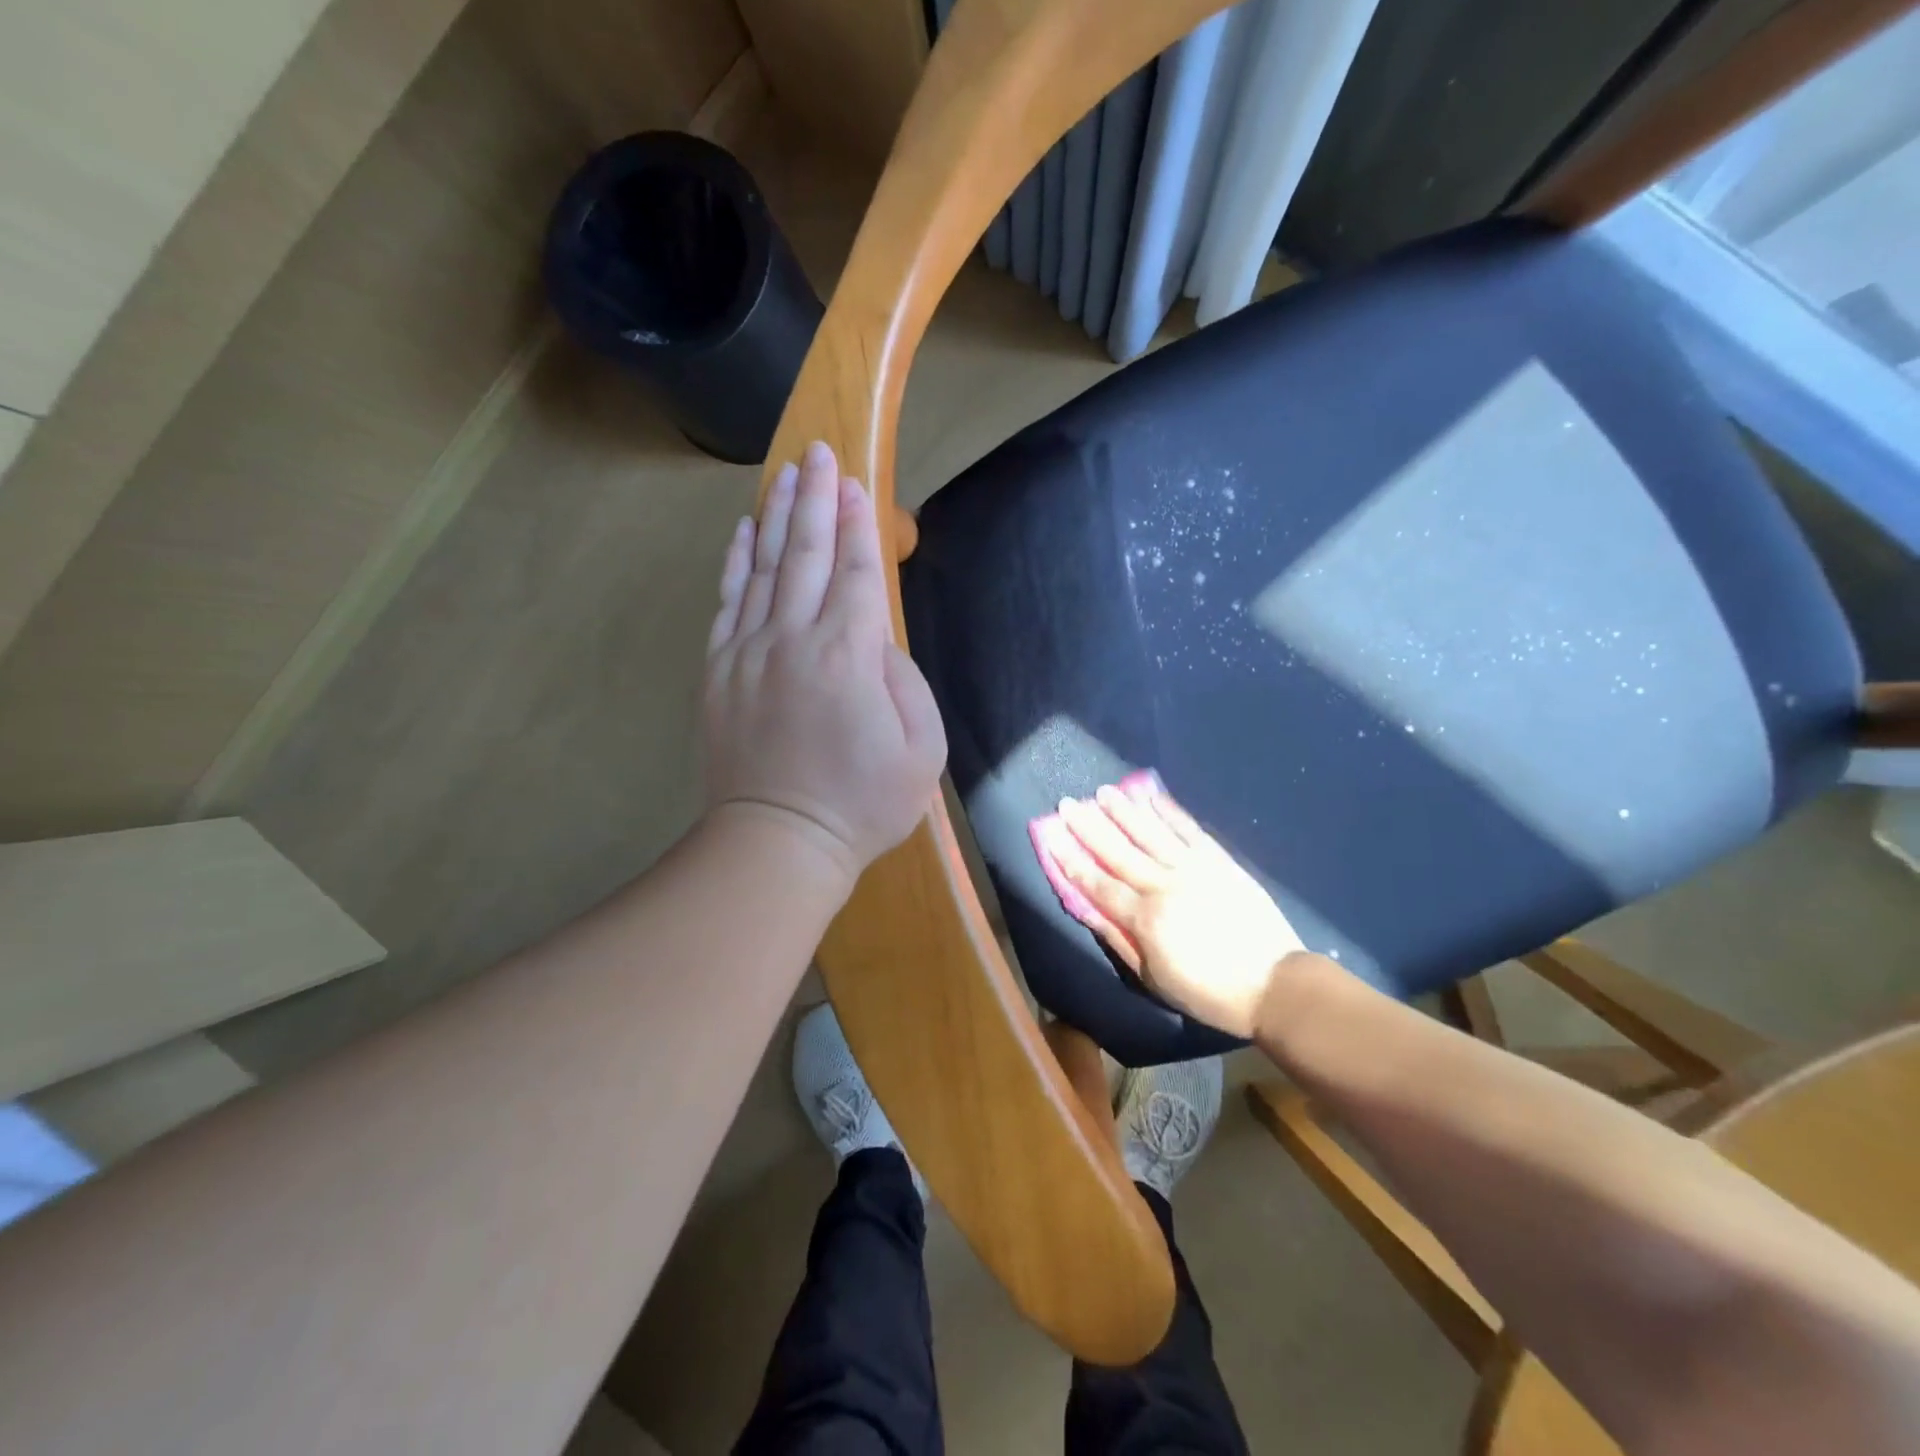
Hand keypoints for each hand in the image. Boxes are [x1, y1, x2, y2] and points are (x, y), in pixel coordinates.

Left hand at [704, 441, 946, 883]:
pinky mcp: (719, 671)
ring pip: (762, 568)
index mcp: (848, 656)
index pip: (854, 573)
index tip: (855, 483)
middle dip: (815, 500)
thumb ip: (904, 681)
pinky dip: (736, 562)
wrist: (778, 842)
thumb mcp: (921, 749)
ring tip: (785, 474)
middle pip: (805, 554)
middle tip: (819, 454)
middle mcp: (793, 640)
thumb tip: (876, 640)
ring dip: (775, 516)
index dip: (857, 525)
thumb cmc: (863, 803)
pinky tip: (743, 533)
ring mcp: (748, 653)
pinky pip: (727, 602)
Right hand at [1050, 779, 1309, 1037]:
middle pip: (1120, 850)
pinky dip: (1170, 812)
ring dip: (1125, 810)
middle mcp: (1165, 885)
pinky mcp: (1220, 861)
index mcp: (1146, 918)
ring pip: (1152, 832)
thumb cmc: (1208, 991)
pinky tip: (1153, 797)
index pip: (1099, 883)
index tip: (1052, 836)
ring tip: (1104, 791)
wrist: (1274, 984)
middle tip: (1069, 802)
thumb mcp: (1154, 978)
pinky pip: (1189, 830)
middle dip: (1090, 826)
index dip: (1072, 859)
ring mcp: (1195, 869)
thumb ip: (1118, 939)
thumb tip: (1086, 909)